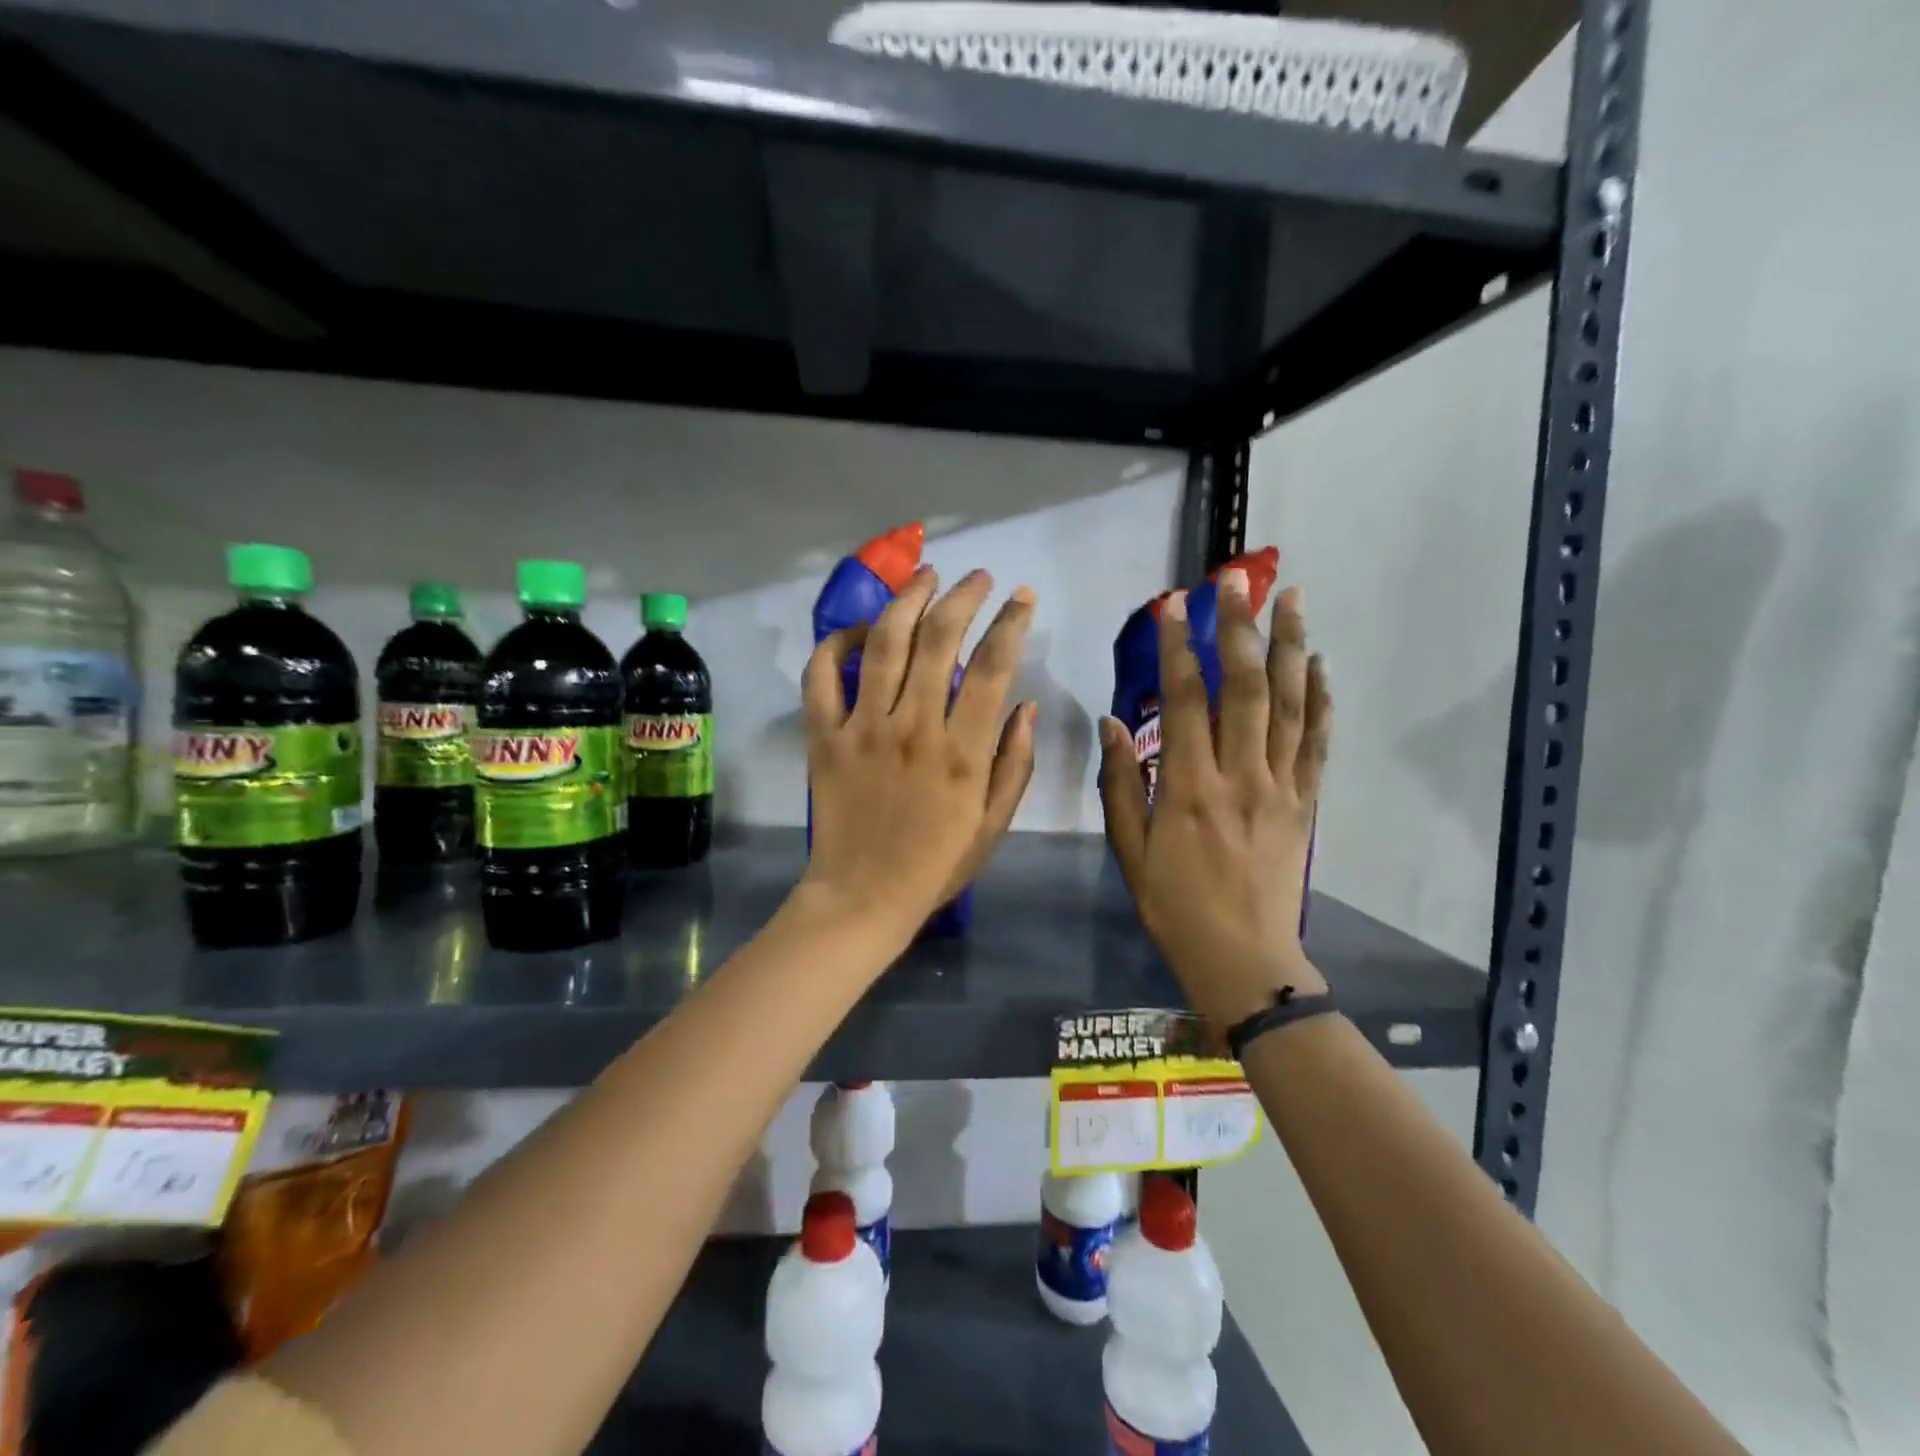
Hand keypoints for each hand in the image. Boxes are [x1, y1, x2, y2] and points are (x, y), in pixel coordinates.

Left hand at [802, 565, 1037, 941]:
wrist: (863, 898)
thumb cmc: (936, 865)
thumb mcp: (994, 824)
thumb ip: (1014, 762)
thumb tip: (1026, 705)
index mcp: (962, 751)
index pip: (992, 666)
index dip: (1011, 622)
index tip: (1023, 597)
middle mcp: (913, 727)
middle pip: (938, 638)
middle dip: (962, 596)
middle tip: (977, 577)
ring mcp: (862, 727)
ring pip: (884, 643)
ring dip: (907, 600)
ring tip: (925, 575)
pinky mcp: (824, 736)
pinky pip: (821, 677)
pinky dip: (834, 645)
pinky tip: (856, 630)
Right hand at [1099, 570, 1331, 1027]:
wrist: (1243, 959)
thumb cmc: (1174, 907)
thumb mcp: (1129, 852)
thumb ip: (1120, 784)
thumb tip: (1110, 722)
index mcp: (1189, 789)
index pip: (1185, 702)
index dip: (1177, 648)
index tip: (1172, 605)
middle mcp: (1240, 777)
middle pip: (1244, 688)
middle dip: (1238, 628)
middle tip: (1235, 580)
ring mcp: (1281, 787)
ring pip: (1289, 704)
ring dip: (1290, 646)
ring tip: (1291, 597)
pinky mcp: (1306, 803)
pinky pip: (1317, 742)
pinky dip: (1321, 699)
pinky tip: (1319, 663)